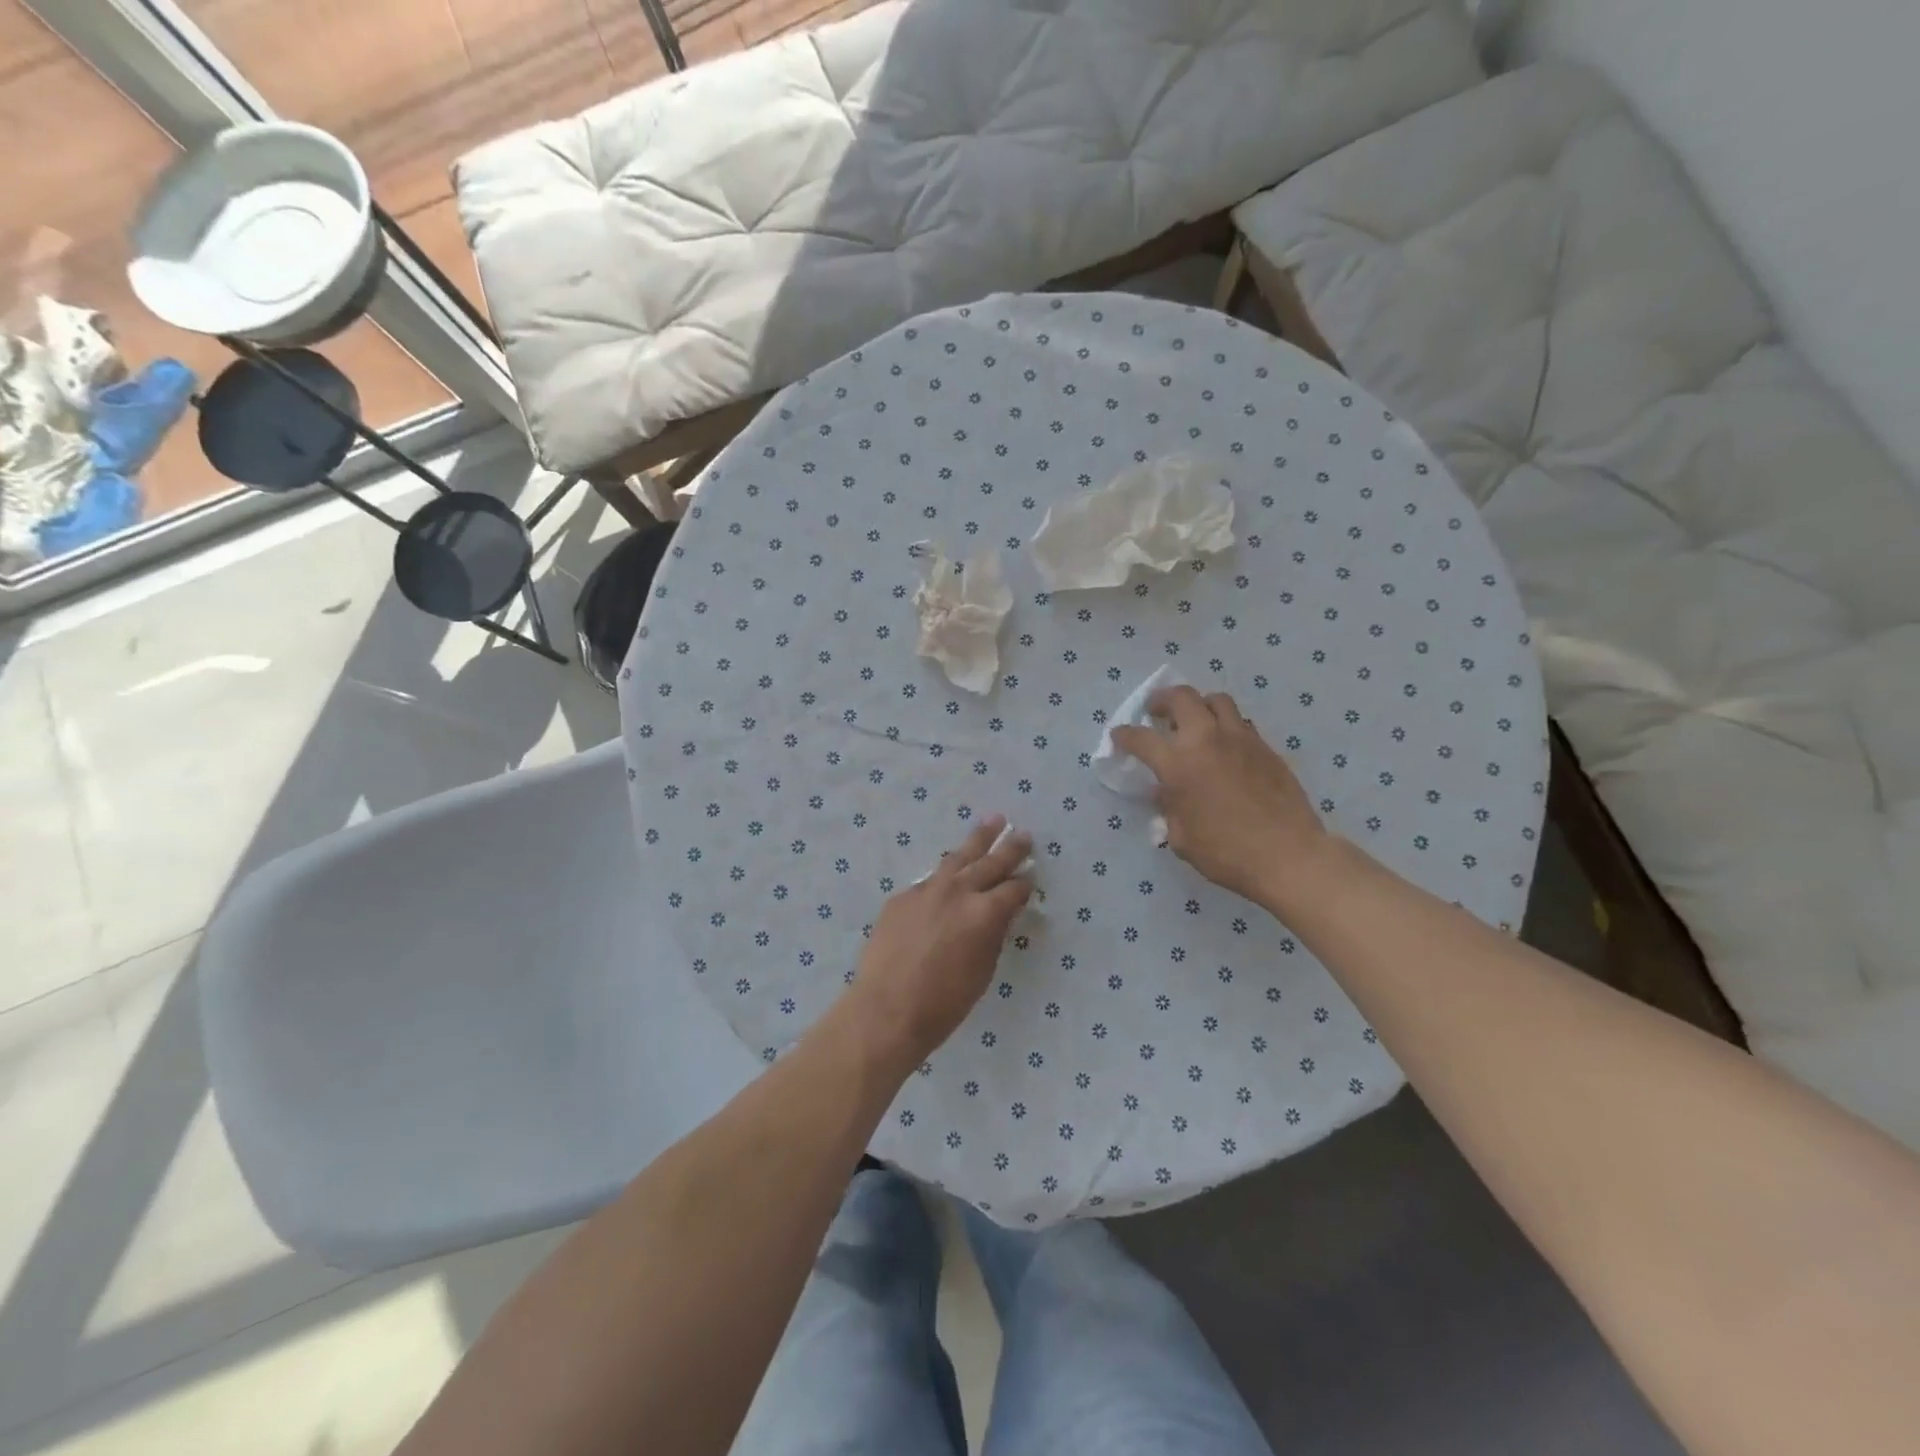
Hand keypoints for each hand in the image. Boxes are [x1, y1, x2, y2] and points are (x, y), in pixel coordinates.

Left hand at [846, 817, 1032, 1067]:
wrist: (886, 1010)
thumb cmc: (944, 1003)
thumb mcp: (982, 971)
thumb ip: (993, 935)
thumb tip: (1000, 914)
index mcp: (985, 913)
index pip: (1013, 890)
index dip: (1025, 885)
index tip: (1030, 879)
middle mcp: (958, 892)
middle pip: (990, 862)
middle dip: (1010, 848)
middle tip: (1024, 834)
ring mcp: (926, 890)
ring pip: (958, 857)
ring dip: (978, 839)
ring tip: (993, 821)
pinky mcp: (902, 897)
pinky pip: (930, 880)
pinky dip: (944, 875)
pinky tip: (949, 874)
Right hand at [1110, 686, 1331, 911]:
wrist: (1288, 855)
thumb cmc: (1227, 853)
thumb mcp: (1182, 837)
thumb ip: (1169, 808)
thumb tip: (1165, 792)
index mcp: (1179, 765)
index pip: (1142, 738)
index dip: (1125, 735)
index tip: (1119, 735)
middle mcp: (1207, 741)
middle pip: (1182, 698)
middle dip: (1163, 700)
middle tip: (1157, 711)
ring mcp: (1241, 739)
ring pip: (1216, 701)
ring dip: (1199, 705)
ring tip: (1194, 720)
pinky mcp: (1266, 747)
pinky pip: (1241, 723)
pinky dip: (1226, 725)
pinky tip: (1224, 745)